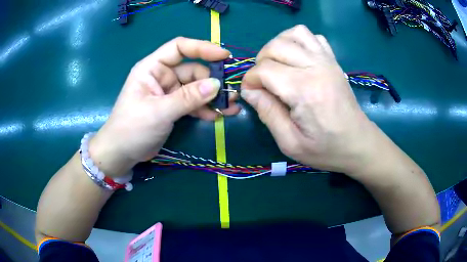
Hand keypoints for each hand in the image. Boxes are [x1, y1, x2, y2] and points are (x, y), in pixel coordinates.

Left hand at [89, 37, 239, 176]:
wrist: (122, 154)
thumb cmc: (131, 128)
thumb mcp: (158, 112)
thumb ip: (187, 98)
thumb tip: (216, 85)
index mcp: (152, 68)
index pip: (179, 48)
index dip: (202, 48)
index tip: (224, 55)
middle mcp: (162, 76)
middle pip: (193, 70)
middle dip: (212, 80)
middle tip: (231, 92)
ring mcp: (169, 92)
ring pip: (196, 88)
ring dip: (213, 96)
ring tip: (231, 106)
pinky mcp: (174, 107)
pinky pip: (193, 103)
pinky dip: (206, 108)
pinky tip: (218, 116)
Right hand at [241, 25, 380, 174]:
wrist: (358, 143)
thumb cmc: (326, 149)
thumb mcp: (290, 143)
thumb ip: (267, 114)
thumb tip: (249, 91)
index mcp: (304, 90)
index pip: (264, 70)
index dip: (250, 81)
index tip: (251, 94)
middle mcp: (316, 67)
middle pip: (275, 46)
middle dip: (260, 62)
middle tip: (263, 82)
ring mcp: (327, 60)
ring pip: (293, 34)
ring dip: (278, 45)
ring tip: (277, 65)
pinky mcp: (333, 60)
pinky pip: (312, 36)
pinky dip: (298, 41)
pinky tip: (297, 58)